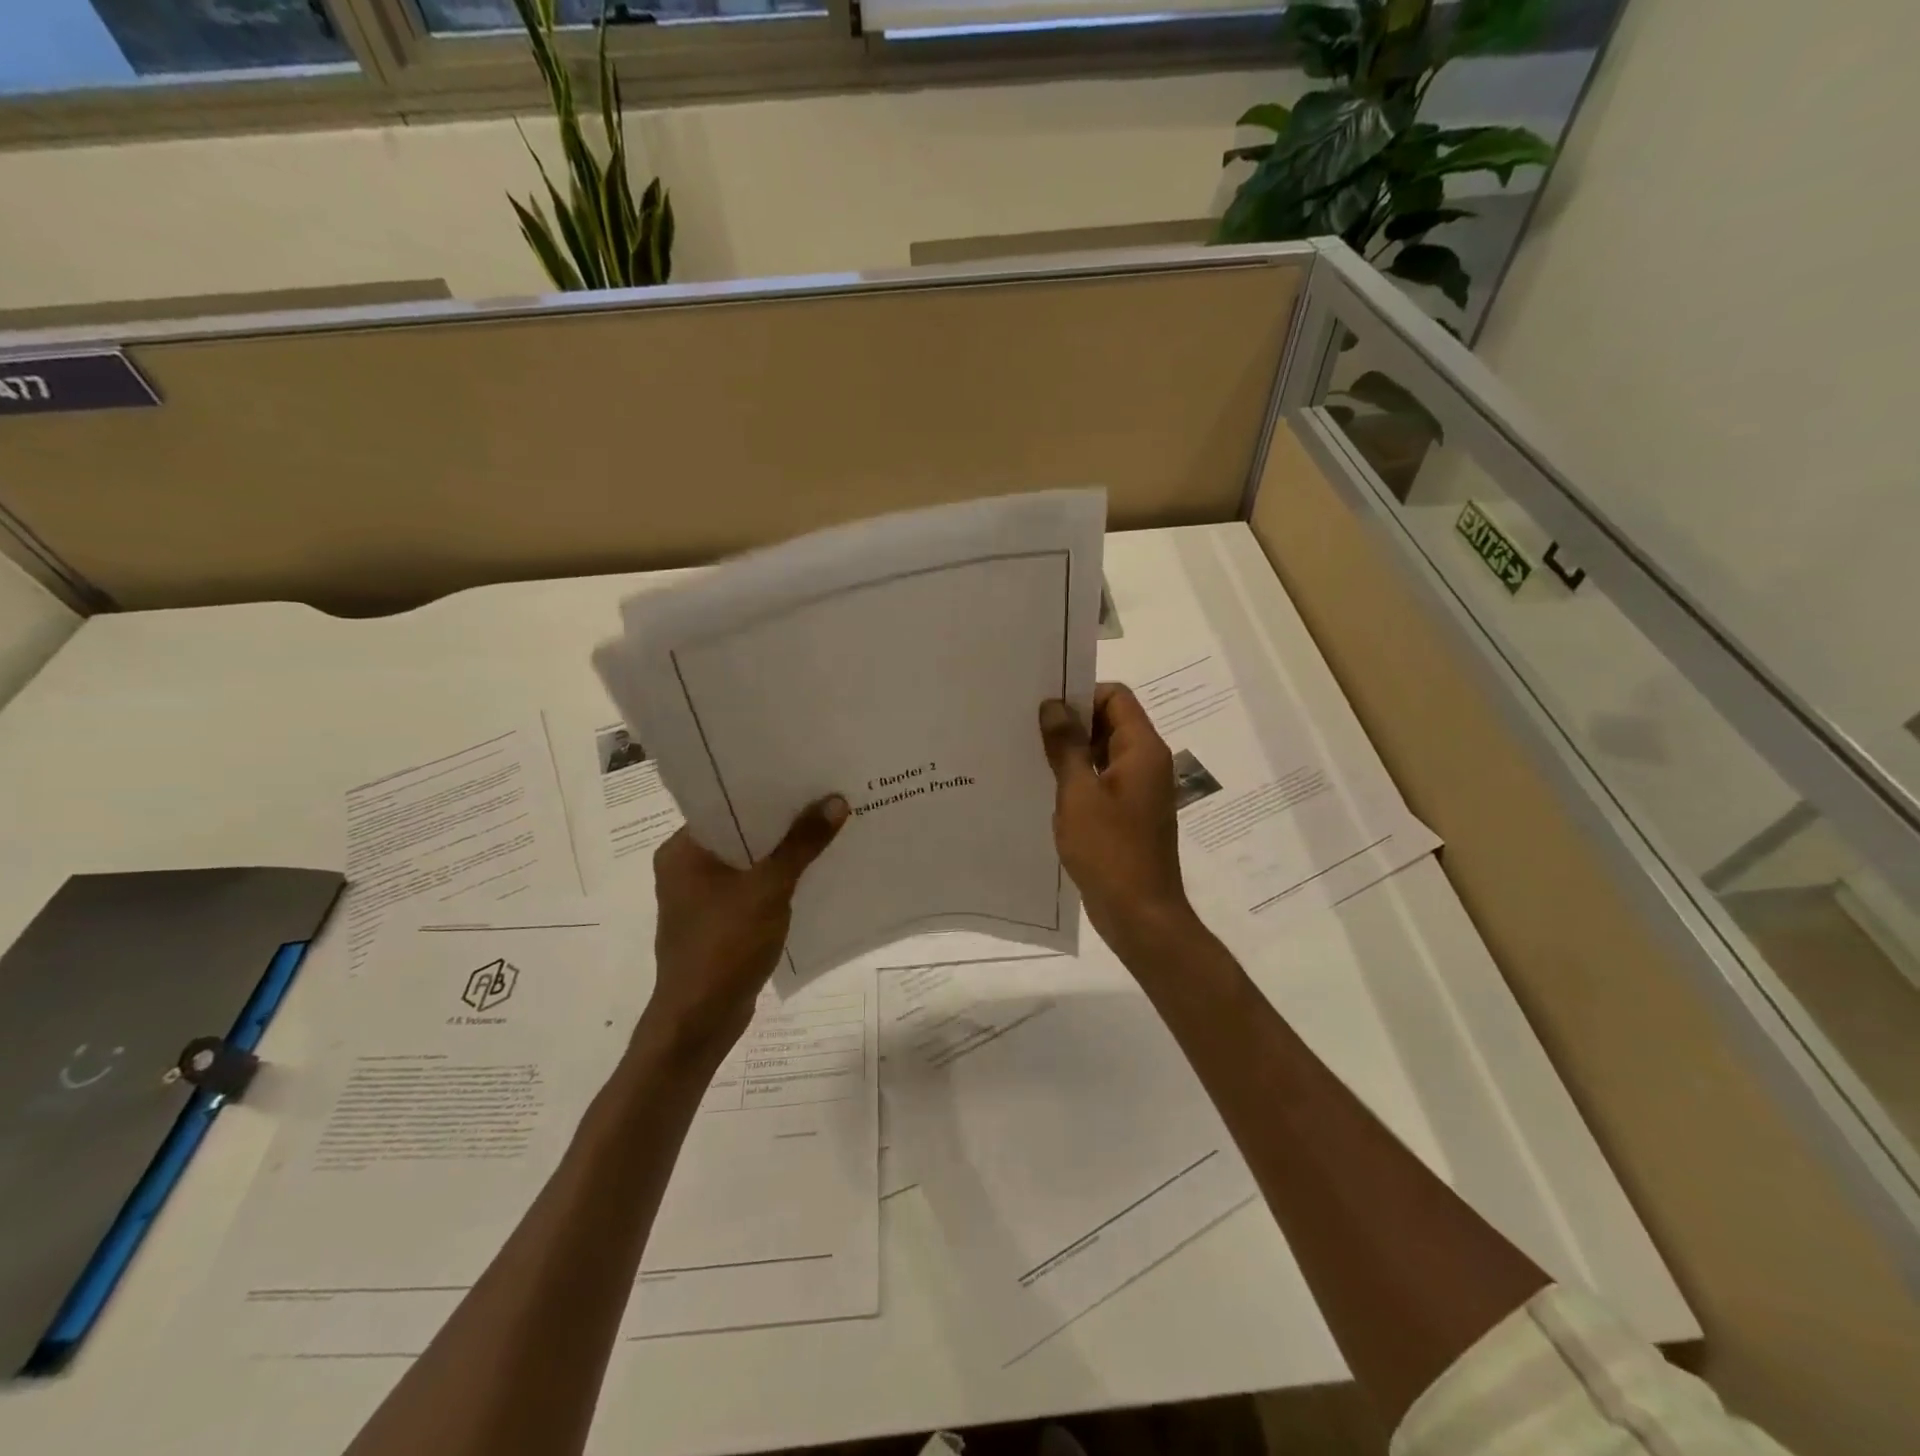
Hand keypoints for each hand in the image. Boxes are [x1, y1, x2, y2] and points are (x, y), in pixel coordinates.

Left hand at [644, 797, 847, 1059]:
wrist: (700, 1022)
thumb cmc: (724, 946)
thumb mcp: (768, 889)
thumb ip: (801, 845)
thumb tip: (835, 801)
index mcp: (683, 850)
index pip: (725, 804)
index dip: (765, 789)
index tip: (804, 774)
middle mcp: (686, 867)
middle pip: (741, 831)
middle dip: (782, 820)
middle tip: (825, 796)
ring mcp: (701, 898)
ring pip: (749, 861)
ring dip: (783, 852)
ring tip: (827, 827)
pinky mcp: (718, 922)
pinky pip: (752, 888)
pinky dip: (778, 880)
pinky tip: (814, 872)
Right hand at [1039, 684, 1195, 956]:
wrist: (1140, 915)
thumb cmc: (1110, 851)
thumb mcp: (1079, 795)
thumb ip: (1067, 747)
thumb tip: (1053, 706)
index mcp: (1142, 750)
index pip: (1115, 696)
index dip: (1080, 694)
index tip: (1043, 708)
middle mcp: (1146, 763)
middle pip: (1110, 722)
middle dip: (1071, 723)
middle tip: (1027, 729)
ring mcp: (1138, 791)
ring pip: (1103, 753)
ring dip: (1071, 753)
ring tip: (1029, 757)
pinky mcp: (1128, 815)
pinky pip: (1101, 782)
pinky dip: (1078, 780)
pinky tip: (1045, 790)